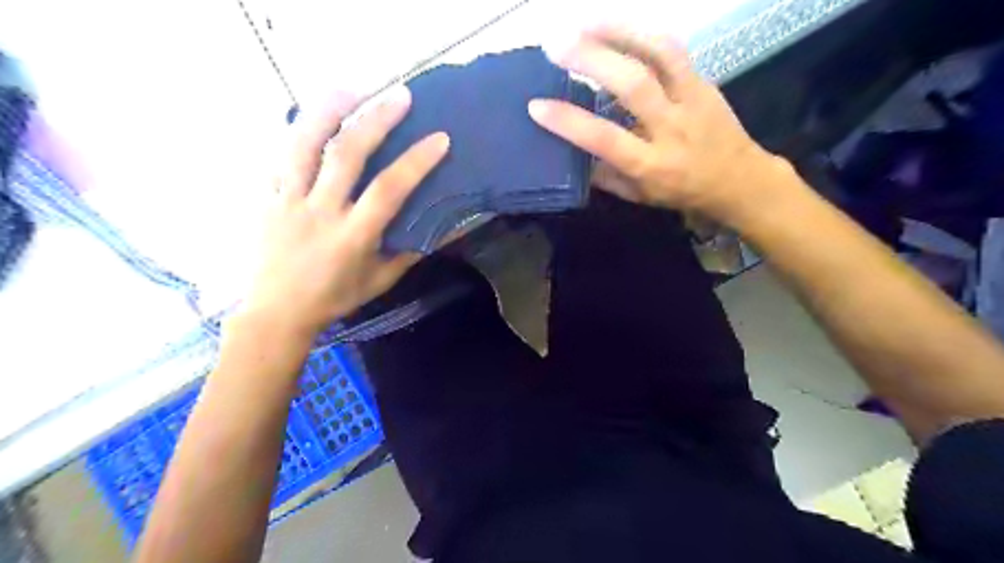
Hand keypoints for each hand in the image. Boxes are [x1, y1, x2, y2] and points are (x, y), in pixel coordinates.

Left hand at [240, 88, 447, 338]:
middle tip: (400, 95)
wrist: (276, 311)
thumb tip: (446, 230)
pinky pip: (279, 156)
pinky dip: (298, 132)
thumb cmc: (335, 297)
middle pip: (347, 154)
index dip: (417, 162)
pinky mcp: (266, 197)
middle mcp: (321, 211)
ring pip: (304, 144)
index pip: (389, 190)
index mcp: (353, 235)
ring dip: (329, 110)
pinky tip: (314, 116)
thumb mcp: (380, 280)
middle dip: (376, 119)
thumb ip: (411, 252)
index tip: (440, 139)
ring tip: (351, 88)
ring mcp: (288, 200)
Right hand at [525, 23, 782, 226]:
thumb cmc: (680, 191)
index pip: (606, 140)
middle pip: (635, 85)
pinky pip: (672, 49)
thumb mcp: (638, 195)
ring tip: (584, 23)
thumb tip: (570, 152)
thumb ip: (605, 175)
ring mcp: (692, 99)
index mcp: (652, 165)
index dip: (570, 122)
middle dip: (593, 60)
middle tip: (557, 45)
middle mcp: (672, 129)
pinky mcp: (704, 80)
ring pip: (660, 54)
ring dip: (619, 31)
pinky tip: (616, 27)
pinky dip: (641, 33)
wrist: (739, 179)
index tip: (537, 106)